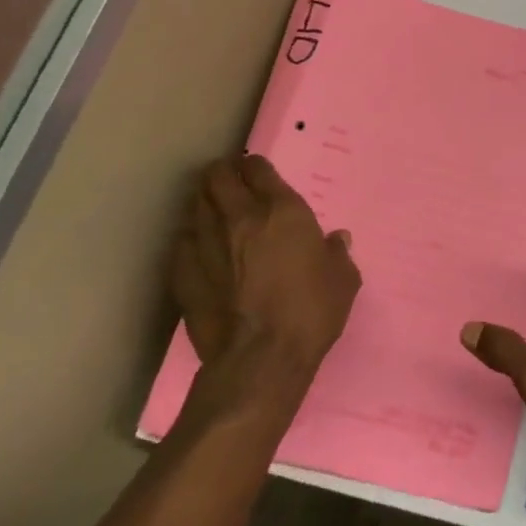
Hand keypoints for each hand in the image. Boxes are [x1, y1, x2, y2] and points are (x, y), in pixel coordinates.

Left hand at [171, 155, 360, 382]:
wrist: (260, 358)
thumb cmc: (311, 312)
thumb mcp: (343, 279)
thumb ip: (336, 253)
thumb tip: (335, 240)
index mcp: (282, 211)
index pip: (257, 168)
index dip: (256, 167)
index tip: (259, 174)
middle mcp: (240, 217)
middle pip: (217, 176)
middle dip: (224, 174)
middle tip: (233, 184)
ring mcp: (205, 243)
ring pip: (195, 203)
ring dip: (206, 201)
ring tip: (216, 212)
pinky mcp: (182, 272)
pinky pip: (182, 240)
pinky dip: (191, 237)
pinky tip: (202, 249)